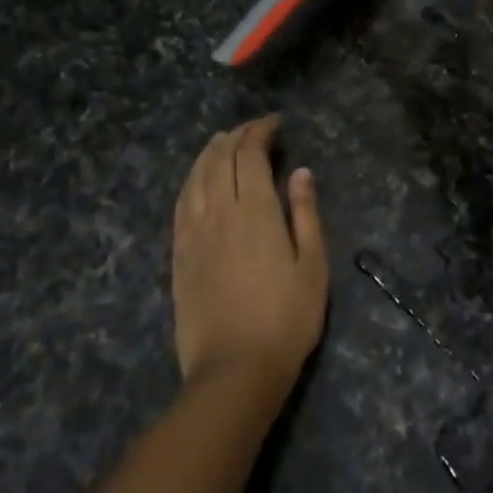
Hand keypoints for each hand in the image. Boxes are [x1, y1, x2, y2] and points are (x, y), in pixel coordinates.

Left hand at [171, 117, 328, 395]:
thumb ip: (305, 214)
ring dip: (209, 153)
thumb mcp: (313, 266)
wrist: (235, 369)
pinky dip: (190, 181)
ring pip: (196, 178)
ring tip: (222, 141)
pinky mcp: (179, 255)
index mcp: (255, 212)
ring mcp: (194, 234)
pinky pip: (180, 204)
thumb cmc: (287, 319)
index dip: (260, 132)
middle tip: (252, 129)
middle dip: (236, 136)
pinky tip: (196, 179)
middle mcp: (219, 213)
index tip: (274, 123)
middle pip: (220, 160)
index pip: (250, 155)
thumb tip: (300, 172)